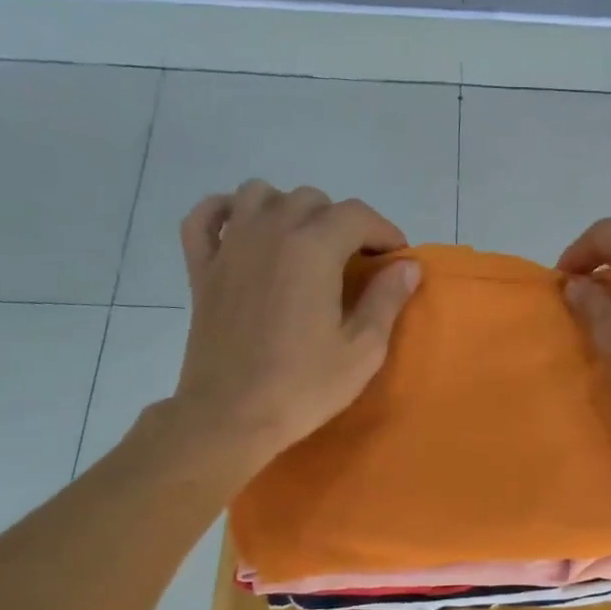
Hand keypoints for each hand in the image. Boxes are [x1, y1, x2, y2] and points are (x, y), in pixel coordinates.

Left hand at [167, 181, 417, 471]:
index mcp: (313, 249)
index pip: (357, 215)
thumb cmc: (304, 386)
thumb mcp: (362, 350)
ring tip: (305, 243)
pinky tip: (243, 229)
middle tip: (356, 262)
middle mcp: (270, 231)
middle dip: (342, 223)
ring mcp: (230, 246)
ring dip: (289, 209)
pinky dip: (226, 212)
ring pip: (260, 194)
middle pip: (312, 200)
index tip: (397, 259)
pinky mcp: (202, 267)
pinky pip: (207, 217)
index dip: (385, 231)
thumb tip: (408, 265)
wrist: (231, 415)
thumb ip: (387, 299)